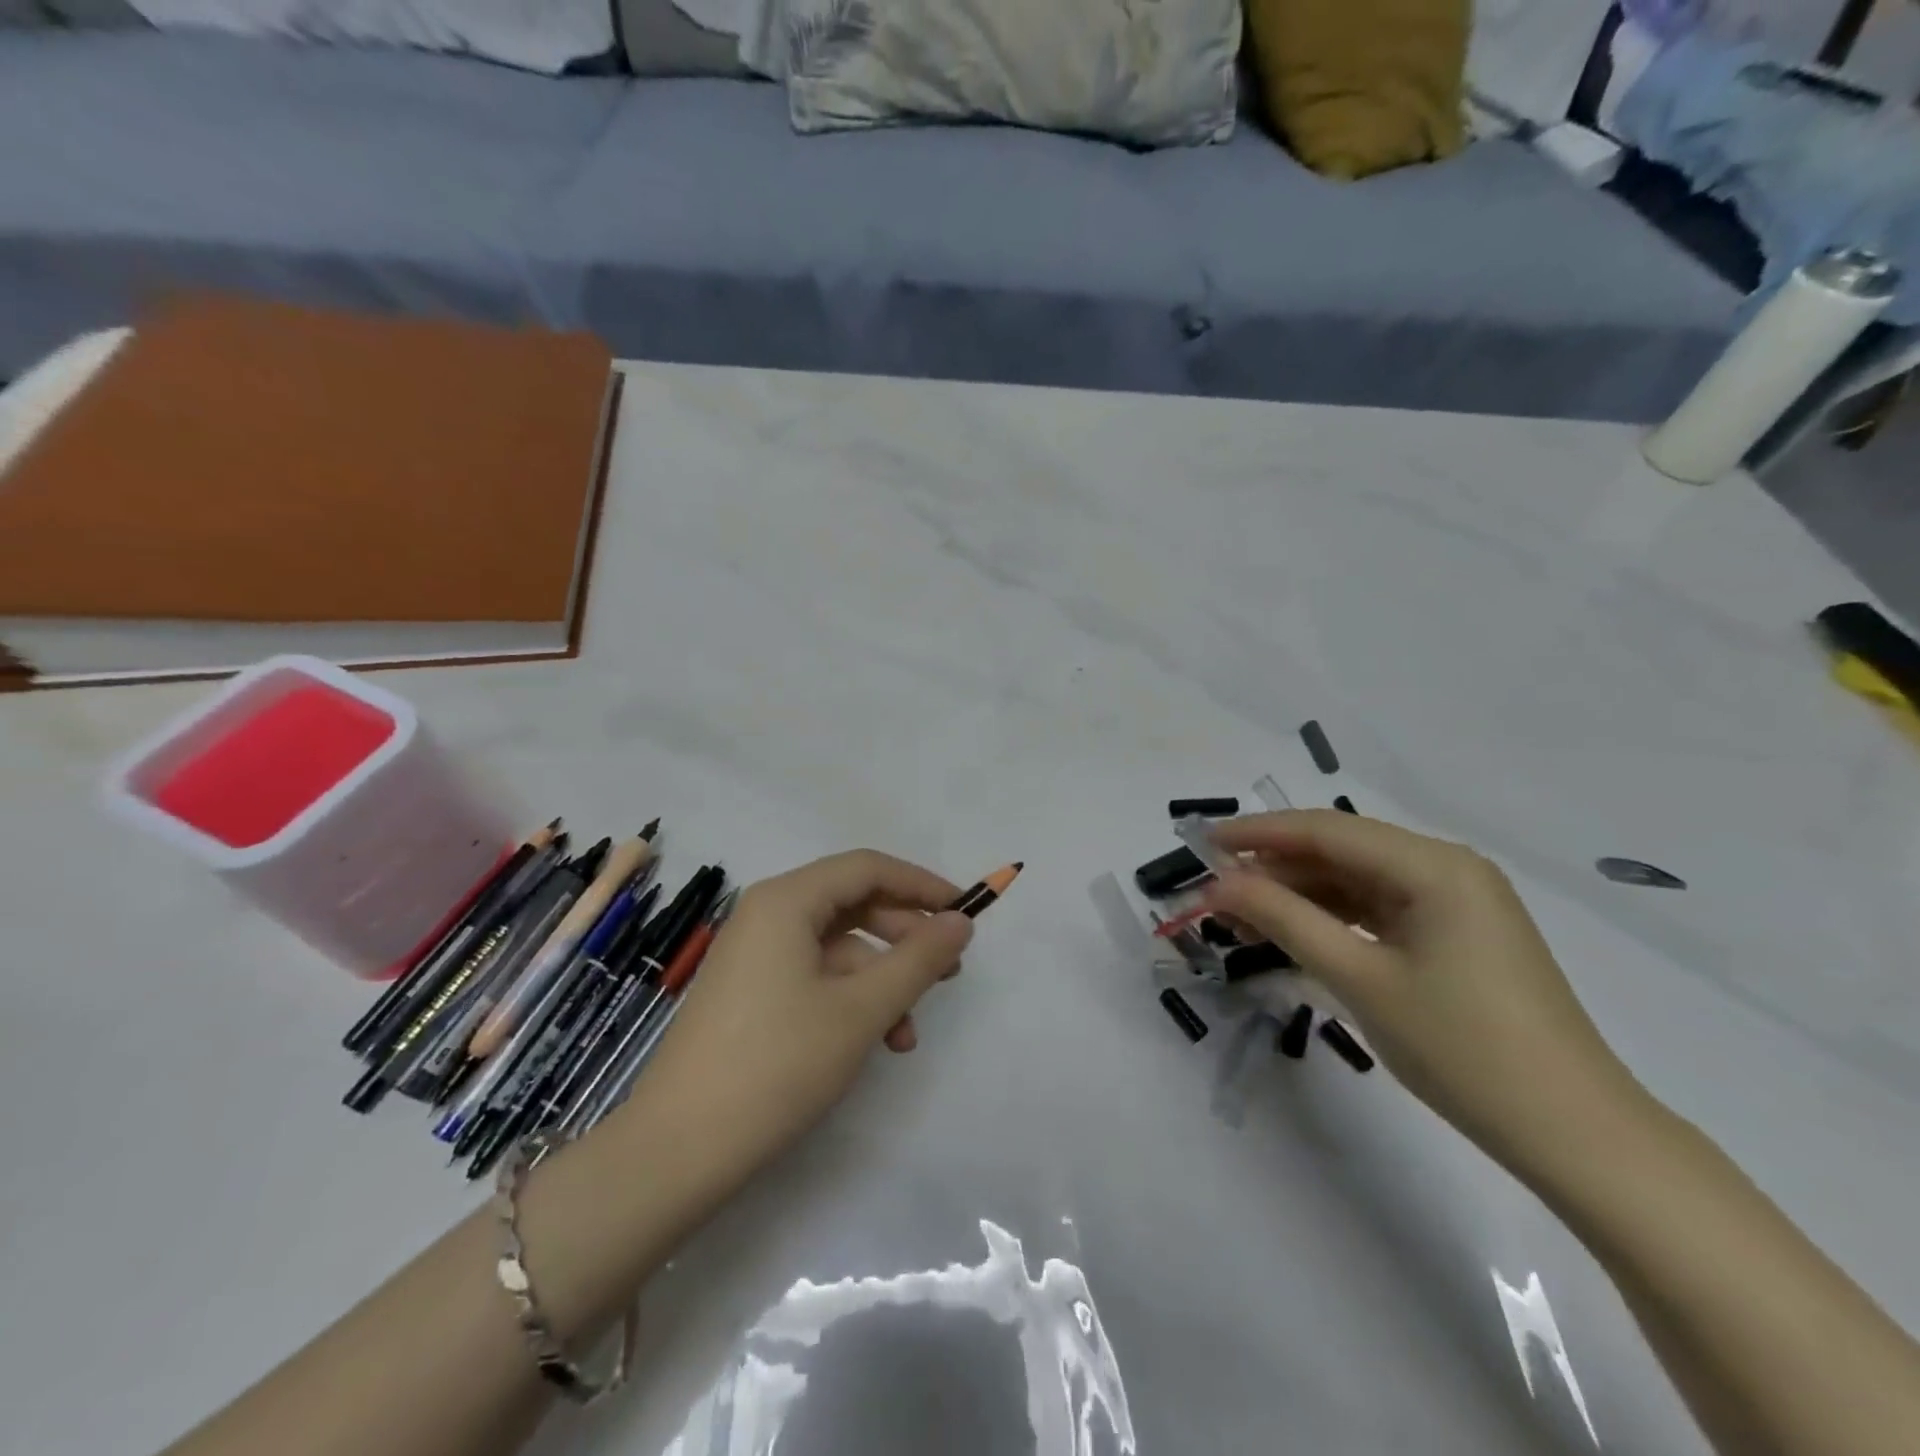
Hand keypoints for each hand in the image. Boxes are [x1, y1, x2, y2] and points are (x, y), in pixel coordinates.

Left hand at [623, 850, 973, 1198]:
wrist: (677, 1151)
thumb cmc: (777, 1064)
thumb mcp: (861, 1010)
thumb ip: (919, 959)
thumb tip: (962, 921)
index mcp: (787, 900)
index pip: (868, 868)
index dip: (922, 885)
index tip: (966, 912)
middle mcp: (767, 915)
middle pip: (853, 904)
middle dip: (906, 935)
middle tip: (949, 970)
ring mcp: (754, 955)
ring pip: (837, 947)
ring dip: (881, 979)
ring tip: (910, 1031)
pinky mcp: (749, 993)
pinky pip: (813, 976)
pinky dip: (850, 999)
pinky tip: (875, 1042)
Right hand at [1207, 810, 1645, 1176]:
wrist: (1575, 1135)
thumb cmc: (1464, 1049)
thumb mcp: (1359, 979)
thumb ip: (1283, 920)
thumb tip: (1217, 884)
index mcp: (1434, 866)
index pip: (1326, 830)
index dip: (1257, 833)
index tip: (1200, 843)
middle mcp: (1447, 868)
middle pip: (1341, 851)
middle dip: (1273, 868)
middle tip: (1214, 891)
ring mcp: (1456, 902)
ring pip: (1356, 881)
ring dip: (1298, 894)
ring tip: (1241, 916)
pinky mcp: (1456, 934)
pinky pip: (1378, 909)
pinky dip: (1332, 917)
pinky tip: (1293, 932)